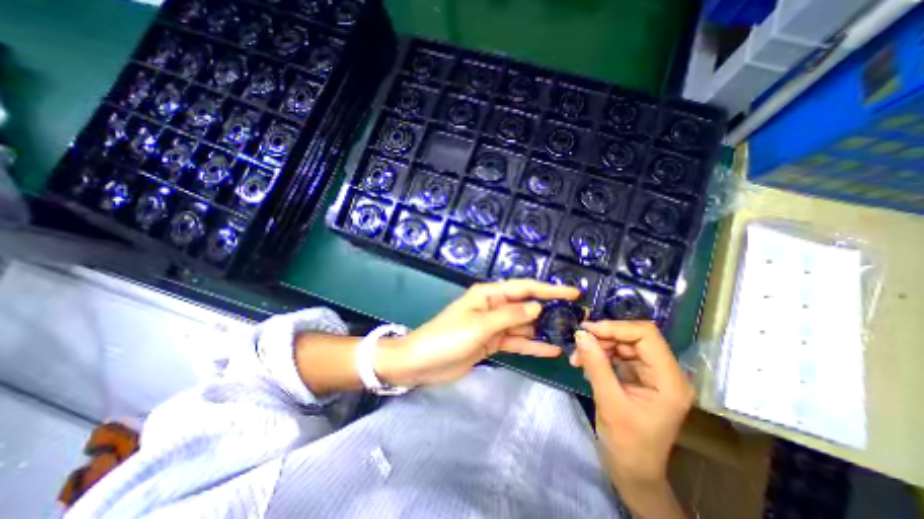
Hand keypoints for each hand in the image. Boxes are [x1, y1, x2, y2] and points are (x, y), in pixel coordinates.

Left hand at [374, 280, 574, 383]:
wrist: (422, 363)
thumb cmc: (447, 337)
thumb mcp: (479, 325)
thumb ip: (509, 316)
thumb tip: (536, 307)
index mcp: (489, 295)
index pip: (524, 287)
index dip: (549, 289)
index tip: (573, 292)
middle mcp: (493, 307)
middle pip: (526, 306)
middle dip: (550, 310)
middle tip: (577, 317)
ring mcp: (493, 326)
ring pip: (523, 325)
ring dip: (544, 330)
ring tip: (570, 335)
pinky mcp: (491, 343)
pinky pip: (516, 341)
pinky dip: (532, 345)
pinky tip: (551, 350)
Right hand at [572, 323, 692, 487]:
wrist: (632, 470)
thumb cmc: (627, 444)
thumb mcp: (609, 402)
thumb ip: (596, 365)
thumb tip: (580, 334)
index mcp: (669, 380)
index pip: (646, 336)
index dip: (616, 327)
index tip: (588, 331)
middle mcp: (664, 372)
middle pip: (633, 337)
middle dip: (604, 337)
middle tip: (579, 344)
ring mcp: (651, 374)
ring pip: (622, 344)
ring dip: (598, 346)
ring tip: (577, 358)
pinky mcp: (638, 376)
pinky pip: (617, 355)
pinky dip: (599, 355)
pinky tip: (584, 363)